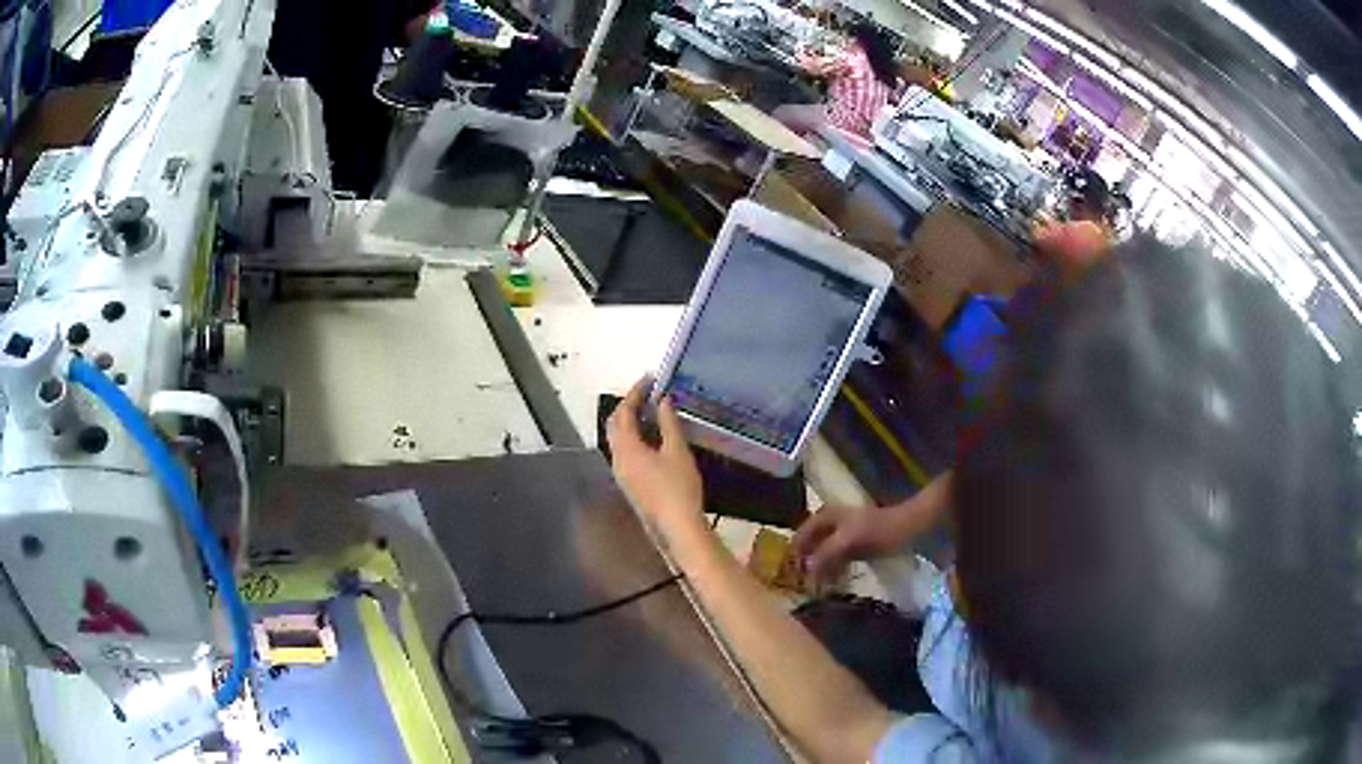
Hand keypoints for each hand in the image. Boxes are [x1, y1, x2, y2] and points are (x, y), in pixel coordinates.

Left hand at [607, 378, 704, 540]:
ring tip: (650, 412)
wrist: (676, 526)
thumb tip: (663, 401)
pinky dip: (633, 437)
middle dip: (627, 406)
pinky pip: (624, 452)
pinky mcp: (629, 484)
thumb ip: (668, 423)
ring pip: (617, 440)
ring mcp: (621, 473)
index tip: (650, 379)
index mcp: (626, 448)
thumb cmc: (678, 486)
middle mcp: (617, 459)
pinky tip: (651, 438)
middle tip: (647, 394)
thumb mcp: (677, 451)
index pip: (624, 412)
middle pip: (614, 425)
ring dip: (629, 423)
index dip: (635, 392)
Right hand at [792, 504, 902, 584]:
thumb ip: (825, 554)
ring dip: (820, 569)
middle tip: (801, 584)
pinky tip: (833, 583)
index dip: (794, 554)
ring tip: (816, 587)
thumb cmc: (876, 531)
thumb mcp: (847, 542)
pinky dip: (832, 570)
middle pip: (810, 545)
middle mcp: (829, 523)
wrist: (906, 528)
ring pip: (823, 553)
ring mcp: (842, 534)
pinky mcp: (853, 545)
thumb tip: (806, 570)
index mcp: (824, 517)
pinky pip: (836, 559)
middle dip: (806, 563)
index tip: (789, 574)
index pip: (799, 536)